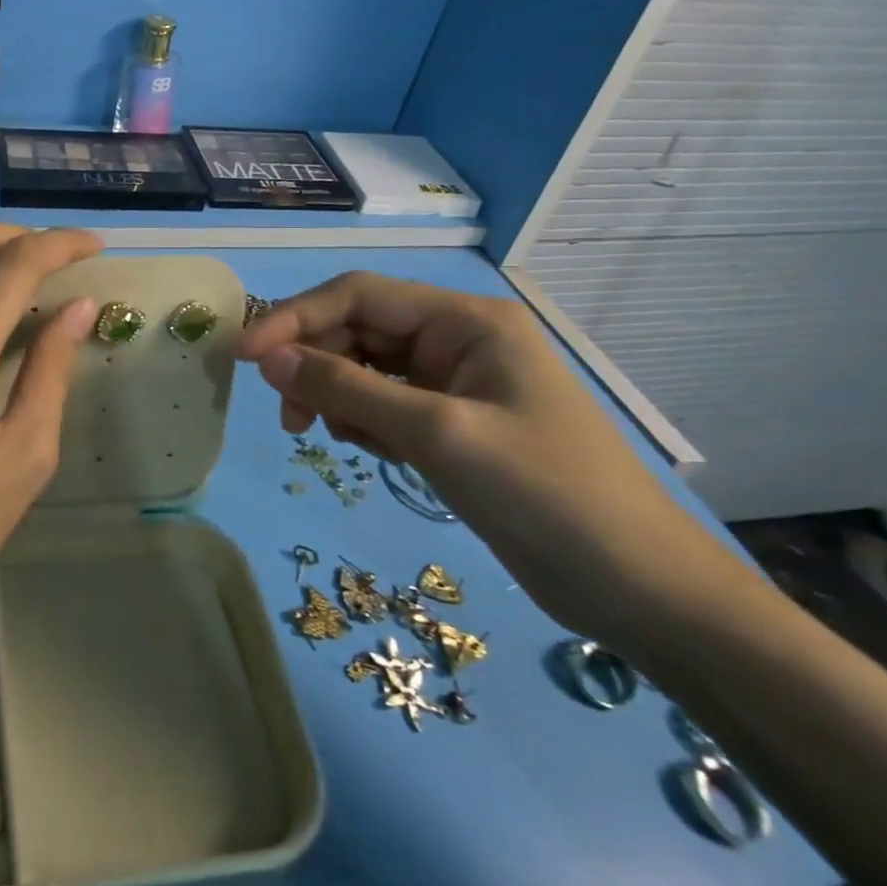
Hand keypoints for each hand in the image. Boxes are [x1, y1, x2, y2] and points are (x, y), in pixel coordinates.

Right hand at [237, 272, 736, 640]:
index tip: (245, 355)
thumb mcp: (435, 433)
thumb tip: (266, 357)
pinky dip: (363, 422)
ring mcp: (457, 385)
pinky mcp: (453, 426)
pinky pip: (385, 406)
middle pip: (359, 331)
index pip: (358, 295)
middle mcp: (457, 340)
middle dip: (315, 365)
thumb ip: (345, 388)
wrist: (640, 590)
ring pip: (366, 370)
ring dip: (336, 396)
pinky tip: (368, 450)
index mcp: (465, 321)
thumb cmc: (544, 494)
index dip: (295, 318)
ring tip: (329, 437)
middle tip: (288, 417)